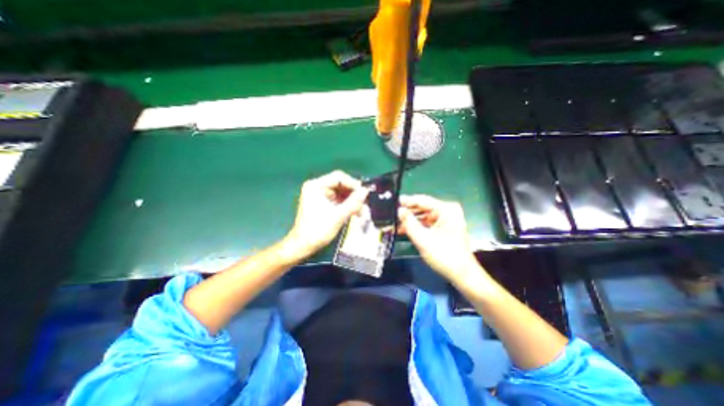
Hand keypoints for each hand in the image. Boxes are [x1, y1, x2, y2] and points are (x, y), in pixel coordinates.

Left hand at [288, 172, 367, 256]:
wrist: (303, 246)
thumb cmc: (317, 231)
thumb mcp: (338, 216)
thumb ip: (353, 202)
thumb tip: (366, 191)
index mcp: (316, 186)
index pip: (339, 177)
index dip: (353, 184)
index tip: (365, 193)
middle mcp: (317, 187)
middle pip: (341, 184)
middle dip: (354, 194)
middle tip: (365, 203)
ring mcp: (320, 195)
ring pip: (342, 192)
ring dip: (352, 201)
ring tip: (362, 211)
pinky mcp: (323, 202)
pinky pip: (339, 199)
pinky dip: (347, 205)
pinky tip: (356, 212)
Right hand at [395, 196, 478, 281]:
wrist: (461, 274)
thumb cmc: (444, 256)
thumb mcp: (423, 239)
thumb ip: (409, 223)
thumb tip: (398, 210)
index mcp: (446, 210)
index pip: (422, 200)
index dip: (406, 201)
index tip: (391, 202)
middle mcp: (446, 211)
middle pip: (422, 207)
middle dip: (406, 212)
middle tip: (390, 214)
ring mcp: (445, 219)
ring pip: (422, 215)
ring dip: (409, 220)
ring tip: (393, 223)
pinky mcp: (442, 227)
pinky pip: (425, 222)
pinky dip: (415, 226)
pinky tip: (402, 229)